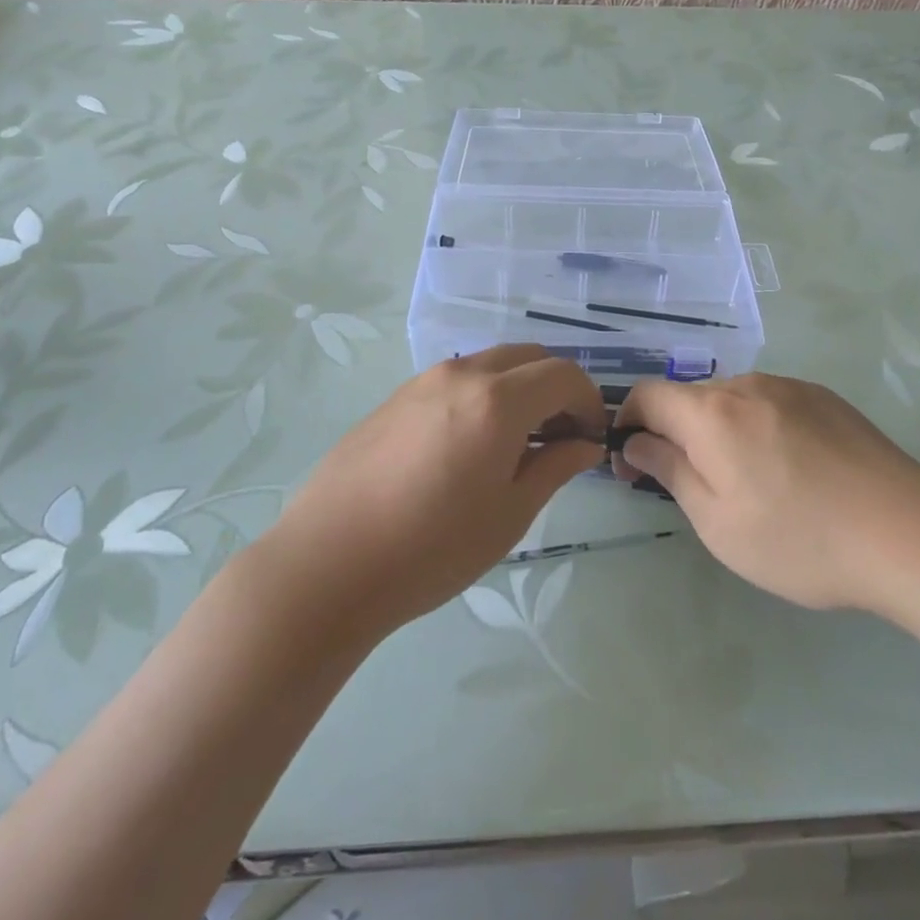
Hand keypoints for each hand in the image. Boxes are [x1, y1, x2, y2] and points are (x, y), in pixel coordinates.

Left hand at [272, 347, 606, 637]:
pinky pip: (455, 380)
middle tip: (559, 437)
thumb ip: (555, 467)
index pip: (564, 375)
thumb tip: (586, 445)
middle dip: (556, 388)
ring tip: (515, 443)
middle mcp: (462, 374)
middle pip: (529, 357)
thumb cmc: (432, 548)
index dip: (589, 402)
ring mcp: (423, 380)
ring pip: (490, 364)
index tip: (591, 439)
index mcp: (498, 400)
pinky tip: (468, 446)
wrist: (328, 563)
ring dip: (518, 389)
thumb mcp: (509, 514)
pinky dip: (482, 395)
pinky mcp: (396, 397)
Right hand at [616, 373, 919, 612]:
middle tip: (691, 486)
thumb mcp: (718, 522)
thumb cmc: (800, 539)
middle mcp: (746, 385)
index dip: (628, 422)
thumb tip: (636, 442)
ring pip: (732, 401)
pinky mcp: (824, 398)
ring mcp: (790, 387)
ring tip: (749, 484)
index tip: (633, 464)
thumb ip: (669, 472)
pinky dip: (758, 428)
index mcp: (711, 413)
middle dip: (675, 433)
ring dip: (719, 431)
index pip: (647, 394)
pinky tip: (791, 472)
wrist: (907, 532)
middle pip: (690, 398)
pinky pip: (771, 404)